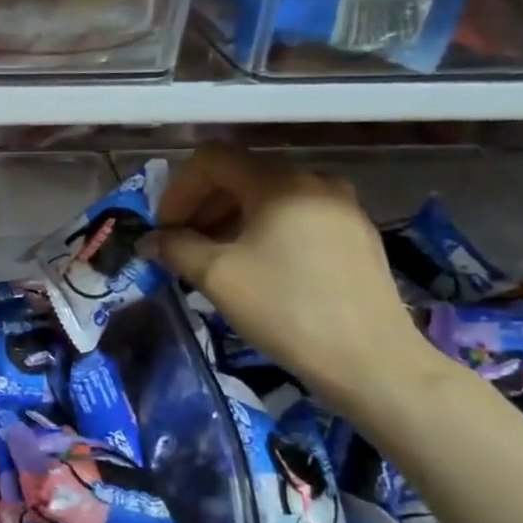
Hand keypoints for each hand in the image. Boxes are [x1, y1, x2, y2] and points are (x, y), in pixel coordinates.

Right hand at [144, 146, 432, 406]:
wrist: (372, 362)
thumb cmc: (285, 309)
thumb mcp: (216, 277)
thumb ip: (175, 248)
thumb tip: (150, 240)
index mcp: (279, 182)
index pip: (212, 159)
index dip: (178, 190)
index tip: (165, 230)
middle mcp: (314, 181)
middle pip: (241, 175)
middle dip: (202, 206)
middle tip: (182, 246)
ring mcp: (341, 206)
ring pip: (268, 197)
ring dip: (230, 220)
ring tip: (216, 261)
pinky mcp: (356, 234)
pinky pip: (296, 217)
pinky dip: (264, 232)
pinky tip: (257, 269)